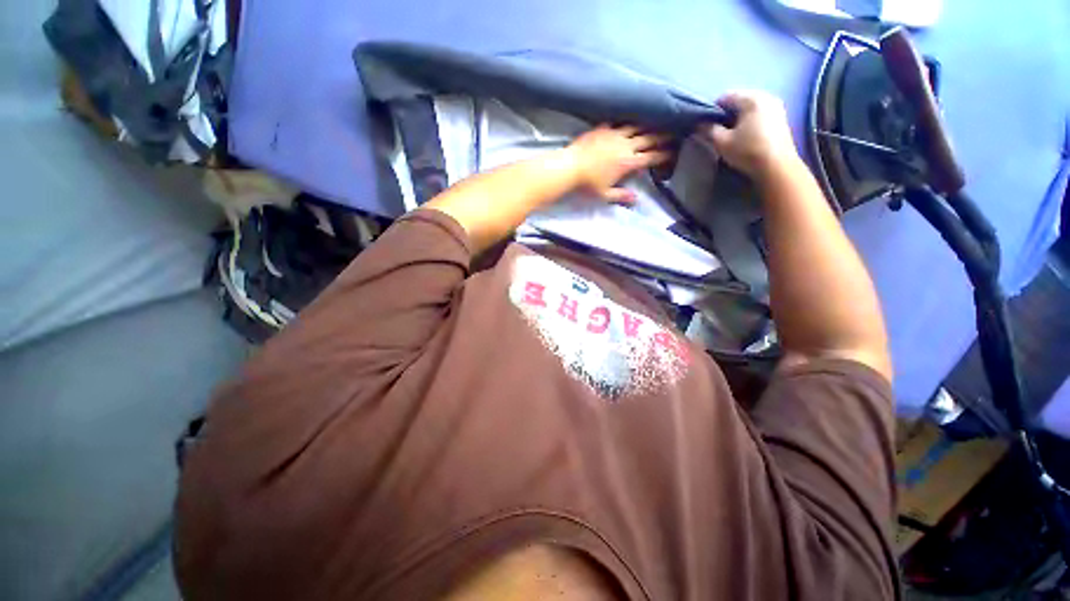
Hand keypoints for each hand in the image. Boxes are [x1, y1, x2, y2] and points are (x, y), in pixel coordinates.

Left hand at [565, 125, 670, 202]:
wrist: (570, 166)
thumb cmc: (587, 184)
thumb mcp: (605, 195)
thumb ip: (621, 196)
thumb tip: (636, 200)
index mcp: (627, 163)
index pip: (651, 157)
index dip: (664, 154)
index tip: (673, 152)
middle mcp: (625, 145)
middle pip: (648, 138)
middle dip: (662, 136)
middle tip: (673, 133)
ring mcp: (614, 134)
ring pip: (636, 127)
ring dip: (647, 126)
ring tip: (655, 123)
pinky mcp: (602, 128)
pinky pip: (618, 123)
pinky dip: (626, 122)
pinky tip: (628, 121)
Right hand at [703, 91, 799, 178]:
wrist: (777, 167)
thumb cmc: (748, 151)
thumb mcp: (722, 142)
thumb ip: (708, 130)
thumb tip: (699, 124)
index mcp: (751, 98)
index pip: (725, 97)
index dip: (712, 111)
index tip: (707, 126)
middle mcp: (766, 96)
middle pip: (739, 101)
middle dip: (726, 115)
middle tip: (718, 132)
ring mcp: (776, 106)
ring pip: (749, 108)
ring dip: (738, 119)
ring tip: (731, 136)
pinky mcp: (781, 118)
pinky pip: (759, 114)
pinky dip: (750, 122)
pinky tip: (746, 137)